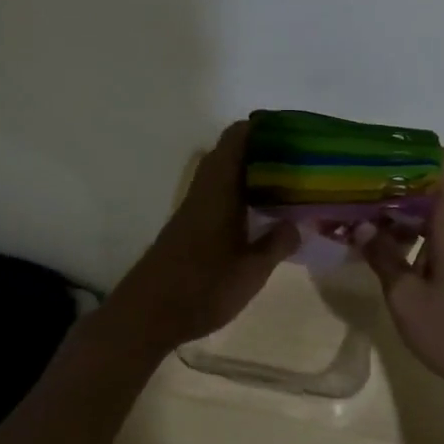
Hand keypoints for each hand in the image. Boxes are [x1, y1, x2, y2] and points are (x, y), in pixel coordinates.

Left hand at [109, 119, 299, 354]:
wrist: (146, 315)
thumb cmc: (202, 288)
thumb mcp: (251, 272)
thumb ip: (276, 244)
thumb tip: (296, 224)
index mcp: (219, 190)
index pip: (235, 139)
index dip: (260, 127)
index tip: (288, 130)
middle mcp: (204, 191)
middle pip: (228, 152)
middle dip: (260, 148)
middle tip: (294, 158)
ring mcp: (192, 209)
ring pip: (222, 174)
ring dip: (248, 171)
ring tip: (283, 182)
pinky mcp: (187, 227)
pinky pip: (217, 194)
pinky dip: (238, 192)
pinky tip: (257, 213)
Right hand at [354, 150, 443, 396]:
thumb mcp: (405, 296)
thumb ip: (382, 257)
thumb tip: (361, 225)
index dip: (418, 150)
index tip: (381, 154)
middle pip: (429, 185)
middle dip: (392, 181)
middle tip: (352, 184)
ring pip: (425, 212)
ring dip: (393, 211)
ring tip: (354, 214)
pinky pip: (427, 235)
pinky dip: (403, 235)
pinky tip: (374, 248)